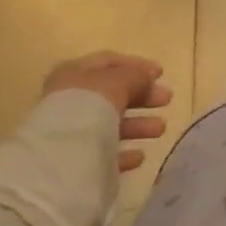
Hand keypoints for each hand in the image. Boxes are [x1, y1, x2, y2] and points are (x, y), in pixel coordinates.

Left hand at [43, 52, 172, 172]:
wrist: (58, 160)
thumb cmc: (87, 107)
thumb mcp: (116, 82)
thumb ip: (134, 76)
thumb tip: (147, 77)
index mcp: (74, 74)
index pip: (109, 62)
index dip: (136, 66)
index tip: (161, 74)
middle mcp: (69, 100)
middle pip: (112, 94)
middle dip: (142, 97)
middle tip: (167, 100)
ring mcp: (70, 133)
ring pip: (110, 124)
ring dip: (138, 125)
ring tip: (161, 129)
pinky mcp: (73, 163)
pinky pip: (103, 153)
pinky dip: (123, 152)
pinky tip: (140, 155)